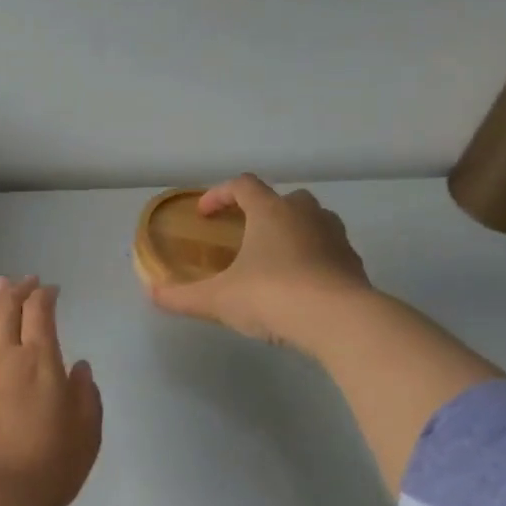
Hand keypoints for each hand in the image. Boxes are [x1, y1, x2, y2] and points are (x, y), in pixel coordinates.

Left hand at [0, 277, 103, 505]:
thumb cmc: (47, 467)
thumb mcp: (86, 434)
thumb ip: (85, 395)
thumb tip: (78, 367)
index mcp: (40, 361)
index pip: (40, 313)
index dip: (45, 296)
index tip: (51, 290)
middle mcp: (2, 355)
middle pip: (7, 310)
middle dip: (18, 291)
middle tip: (25, 281)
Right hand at [149, 174, 374, 351]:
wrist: (338, 320)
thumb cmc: (272, 296)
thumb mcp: (218, 300)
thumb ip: (182, 296)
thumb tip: (152, 293)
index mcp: (270, 211)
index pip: (242, 186)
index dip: (219, 194)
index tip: (204, 214)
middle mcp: (305, 214)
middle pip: (283, 198)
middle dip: (262, 211)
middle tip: (245, 236)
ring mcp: (335, 236)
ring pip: (312, 221)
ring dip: (292, 232)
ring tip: (274, 260)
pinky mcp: (353, 262)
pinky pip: (329, 250)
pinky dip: (313, 258)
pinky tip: (301, 285)